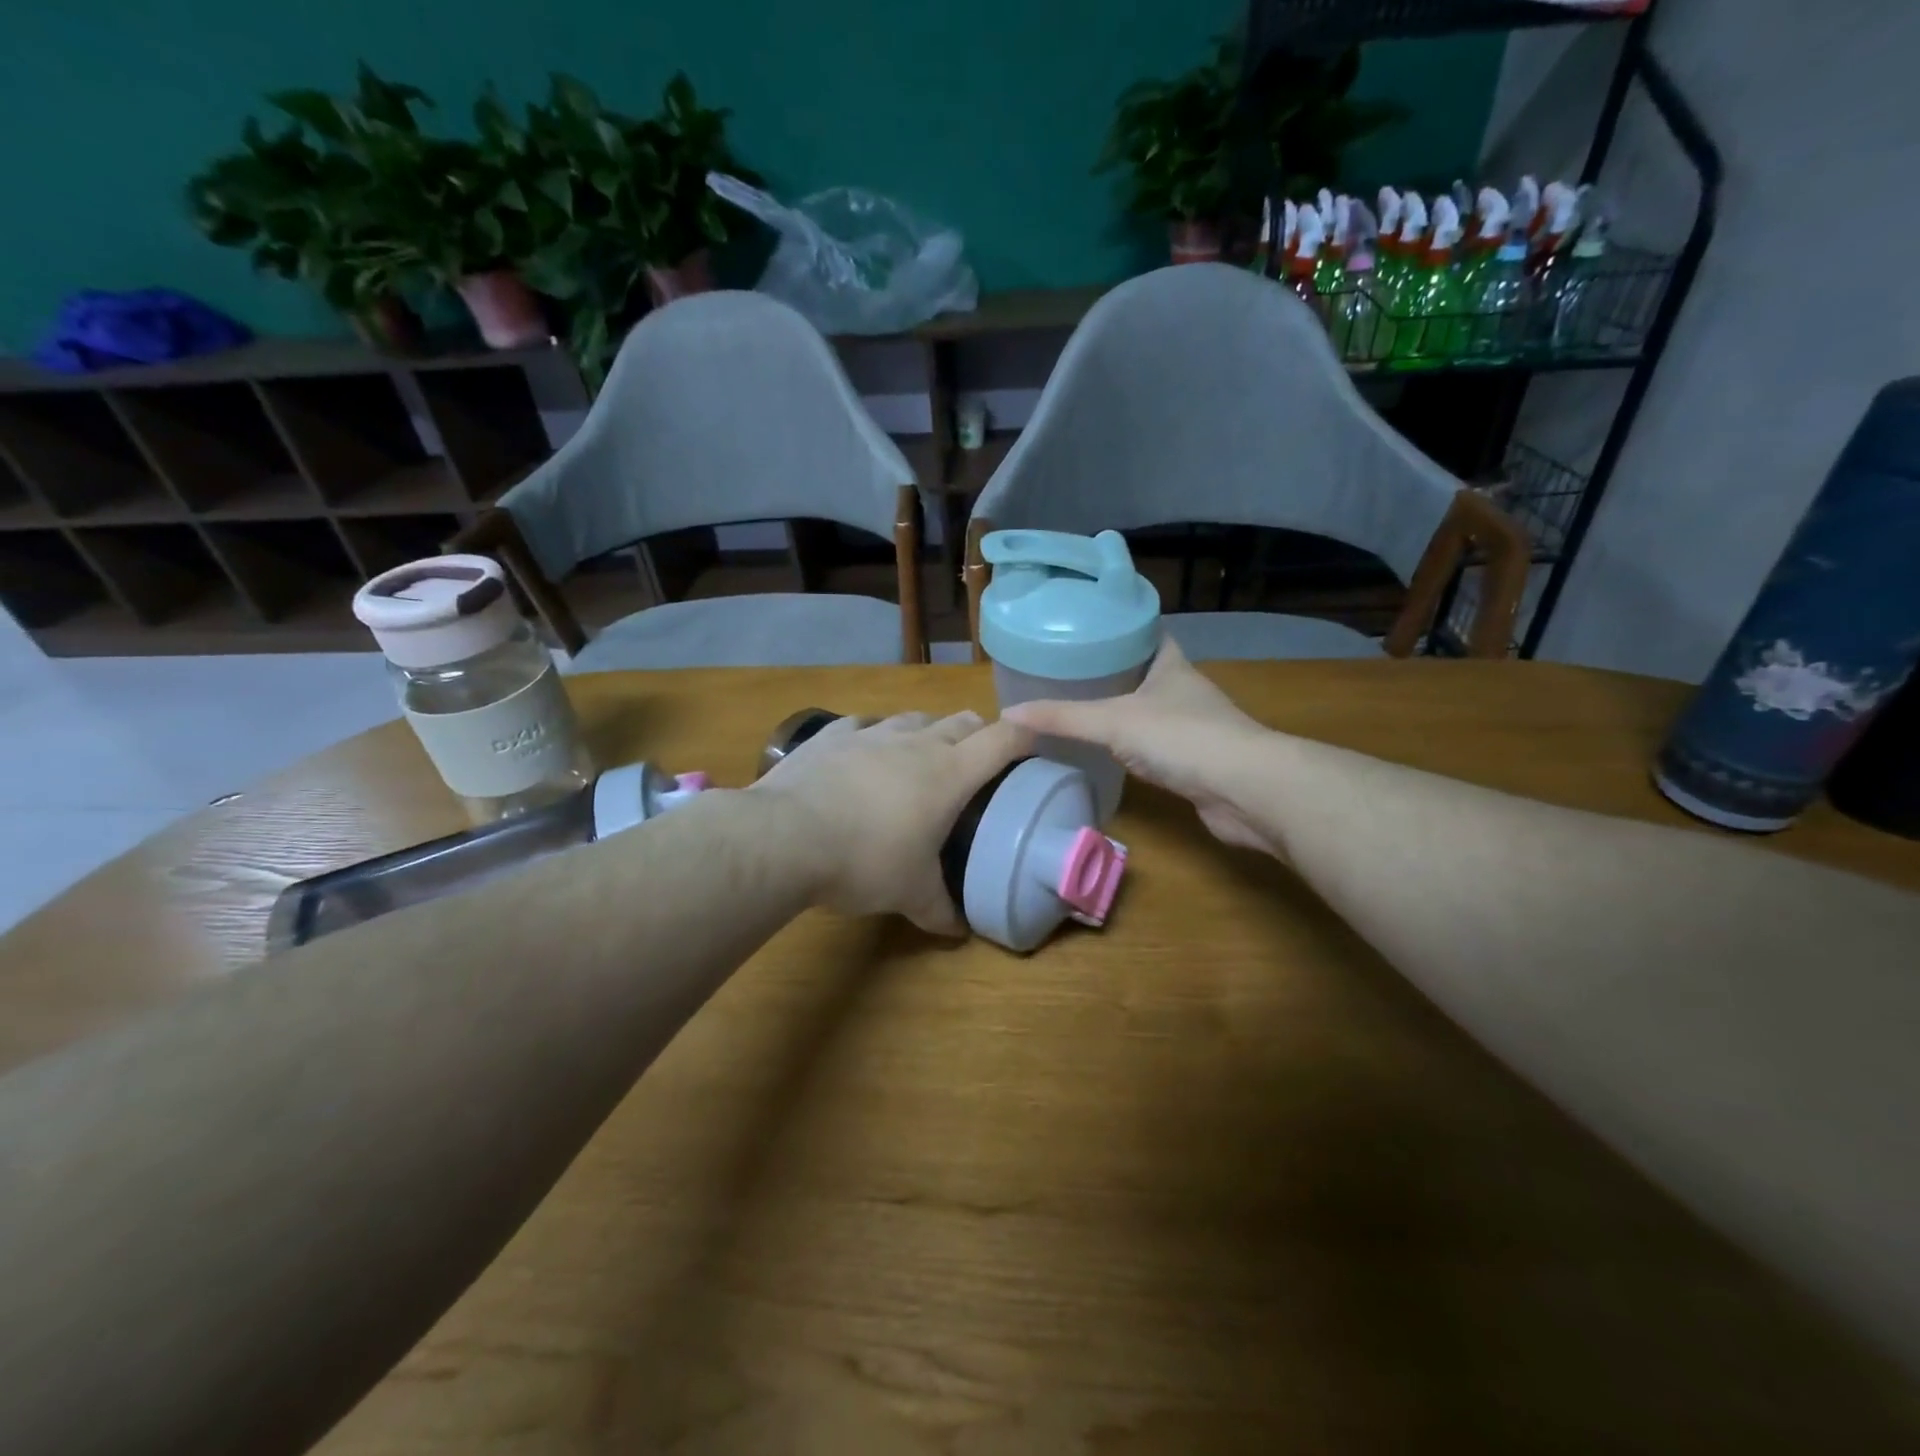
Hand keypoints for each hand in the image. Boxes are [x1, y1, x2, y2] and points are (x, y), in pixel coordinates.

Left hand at [751, 711, 1031, 934]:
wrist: (786, 838)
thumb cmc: (864, 862)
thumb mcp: (910, 894)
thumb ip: (940, 910)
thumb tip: (959, 931)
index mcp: (949, 774)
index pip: (1002, 740)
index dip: (1024, 737)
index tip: (1032, 746)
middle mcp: (917, 743)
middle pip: (962, 721)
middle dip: (978, 734)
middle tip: (977, 761)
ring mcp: (872, 733)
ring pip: (915, 717)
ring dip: (928, 731)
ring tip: (923, 755)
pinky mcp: (833, 735)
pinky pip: (865, 723)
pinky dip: (876, 734)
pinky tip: (867, 751)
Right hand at [1002, 639, 1282, 856]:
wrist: (1245, 789)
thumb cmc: (1182, 738)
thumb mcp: (1112, 721)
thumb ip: (1062, 718)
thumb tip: (1007, 714)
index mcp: (1171, 666)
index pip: (1148, 635)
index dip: (1121, 631)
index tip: (1086, 632)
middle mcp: (1185, 691)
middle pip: (1147, 673)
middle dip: (1115, 673)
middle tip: (1071, 674)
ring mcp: (1195, 728)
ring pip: (1153, 712)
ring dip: (1126, 712)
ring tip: (1083, 711)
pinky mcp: (1196, 763)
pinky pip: (1158, 747)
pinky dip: (1136, 748)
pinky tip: (1113, 755)